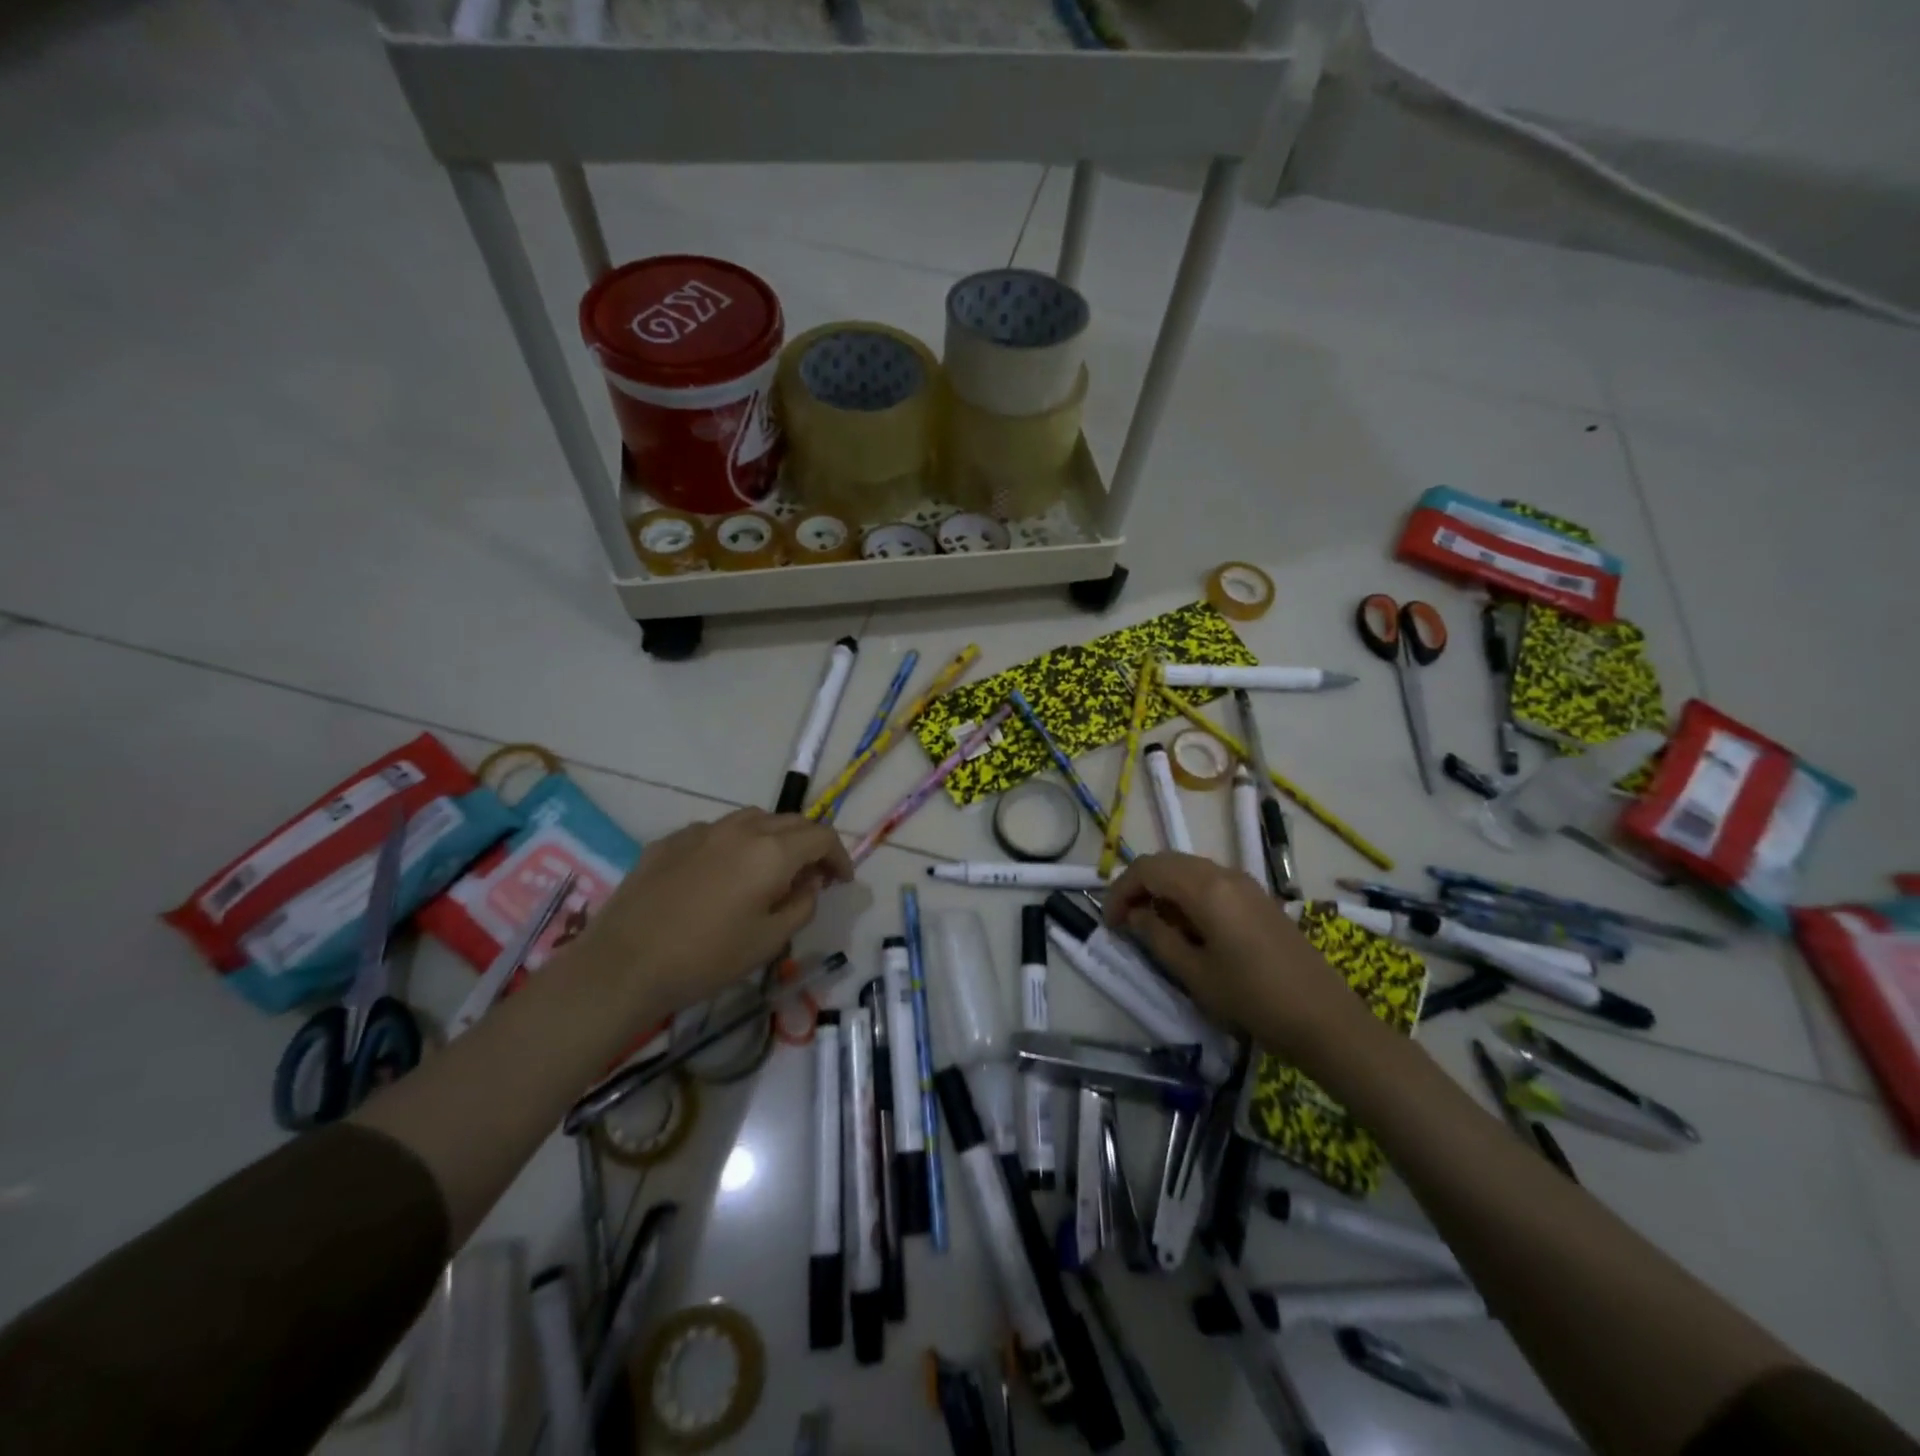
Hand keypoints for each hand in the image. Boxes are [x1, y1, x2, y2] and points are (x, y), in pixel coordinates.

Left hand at [562, 808, 852, 1020]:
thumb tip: (809, 883)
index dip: (839, 856)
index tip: (841, 881)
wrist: (623, 965)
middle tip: (813, 876)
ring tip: (771, 869)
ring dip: (773, 838)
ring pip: (752, 819)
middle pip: (790, 821)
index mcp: (771, 852)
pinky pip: (716, 832)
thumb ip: (802, 905)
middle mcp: (740, 829)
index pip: (821, 837)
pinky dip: (734, 845)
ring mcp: (701, 830)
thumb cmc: (706, 958)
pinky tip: (722, 875)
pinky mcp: (670, 840)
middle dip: (810, 844)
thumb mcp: (769, 941)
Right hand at [1104, 853, 1365, 1061]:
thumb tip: (1138, 915)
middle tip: (1125, 921)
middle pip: (1168, 862)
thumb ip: (1158, 937)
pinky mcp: (1259, 899)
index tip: (1110, 922)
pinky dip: (1187, 894)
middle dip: (1140, 885)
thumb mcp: (1194, 973)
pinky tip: (1187, 927)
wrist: (1325, 1020)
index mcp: (1206, 888)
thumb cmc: (1253, 998)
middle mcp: (1225, 873)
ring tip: (1152, 925)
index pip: (1148, 869)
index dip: (1121, 890)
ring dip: (1164, 889)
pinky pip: (1211, 882)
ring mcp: (1246, 884)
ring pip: (1189, 869)